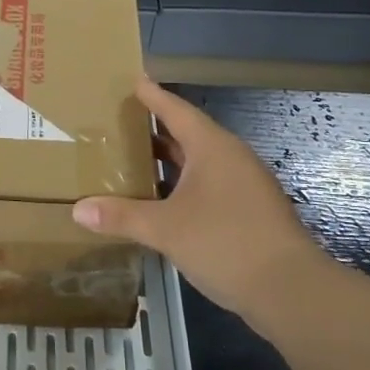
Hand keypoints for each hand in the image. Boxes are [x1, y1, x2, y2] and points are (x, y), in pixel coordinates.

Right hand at [72, 78, 321, 318]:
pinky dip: (184, 184)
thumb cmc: (225, 243)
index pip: (176, 110)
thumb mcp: (165, 229)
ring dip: (170, 159)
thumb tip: (77, 210)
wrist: (291, 290)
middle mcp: (231, 157)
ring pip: (200, 161)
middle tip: (122, 120)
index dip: (152, 96)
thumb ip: (121, 216)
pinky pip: (210, 184)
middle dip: (156, 128)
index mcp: (212, 147)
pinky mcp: (251, 210)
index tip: (133, 80)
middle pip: (188, 133)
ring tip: (135, 157)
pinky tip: (163, 200)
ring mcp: (245, 184)